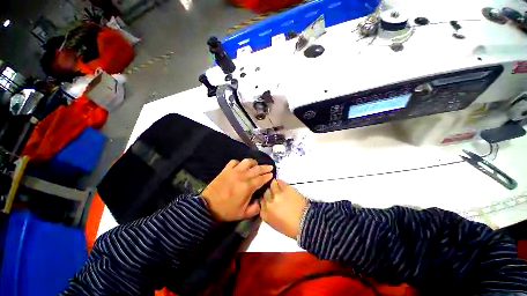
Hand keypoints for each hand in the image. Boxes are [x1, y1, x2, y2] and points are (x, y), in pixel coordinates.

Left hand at [201, 159, 273, 221]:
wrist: (208, 206)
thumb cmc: (227, 211)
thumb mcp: (243, 214)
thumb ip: (255, 208)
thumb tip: (261, 201)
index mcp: (247, 187)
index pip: (261, 179)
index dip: (268, 176)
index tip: (272, 174)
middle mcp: (242, 176)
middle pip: (257, 169)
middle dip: (265, 167)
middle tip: (270, 167)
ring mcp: (233, 171)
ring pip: (247, 162)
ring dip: (253, 162)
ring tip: (256, 165)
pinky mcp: (226, 170)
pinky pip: (234, 161)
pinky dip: (239, 162)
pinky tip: (241, 166)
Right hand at [260, 179, 307, 238]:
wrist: (306, 223)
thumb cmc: (292, 228)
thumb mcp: (276, 224)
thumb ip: (269, 214)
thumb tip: (270, 206)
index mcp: (265, 214)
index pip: (261, 202)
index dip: (265, 199)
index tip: (269, 199)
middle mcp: (269, 203)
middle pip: (265, 193)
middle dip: (269, 192)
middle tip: (274, 193)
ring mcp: (277, 195)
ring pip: (272, 185)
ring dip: (274, 185)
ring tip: (278, 187)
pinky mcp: (285, 189)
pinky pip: (280, 182)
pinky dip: (280, 182)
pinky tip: (282, 185)